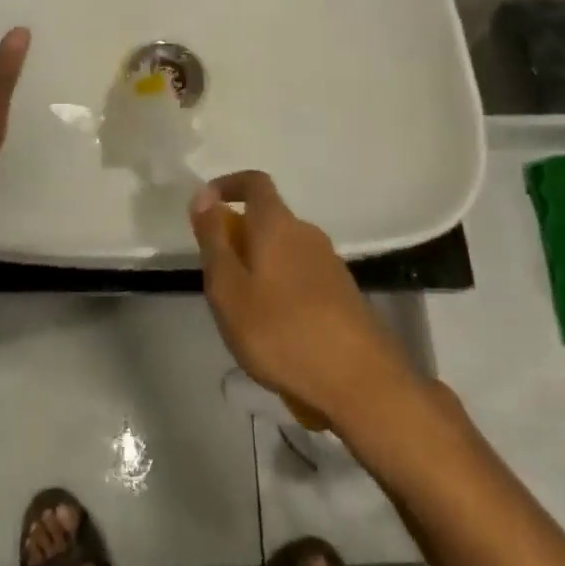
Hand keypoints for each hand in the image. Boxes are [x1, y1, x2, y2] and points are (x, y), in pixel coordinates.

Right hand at [189, 171, 416, 424]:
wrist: (361, 383)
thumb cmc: (282, 331)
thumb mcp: (229, 289)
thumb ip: (214, 240)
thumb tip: (202, 196)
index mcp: (278, 224)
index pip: (254, 182)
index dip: (228, 185)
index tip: (206, 206)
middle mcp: (307, 233)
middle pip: (268, 220)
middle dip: (240, 238)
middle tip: (218, 278)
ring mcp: (330, 263)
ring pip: (285, 251)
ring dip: (260, 267)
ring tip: (244, 312)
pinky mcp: (343, 294)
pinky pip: (302, 276)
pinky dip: (282, 289)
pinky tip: (277, 331)